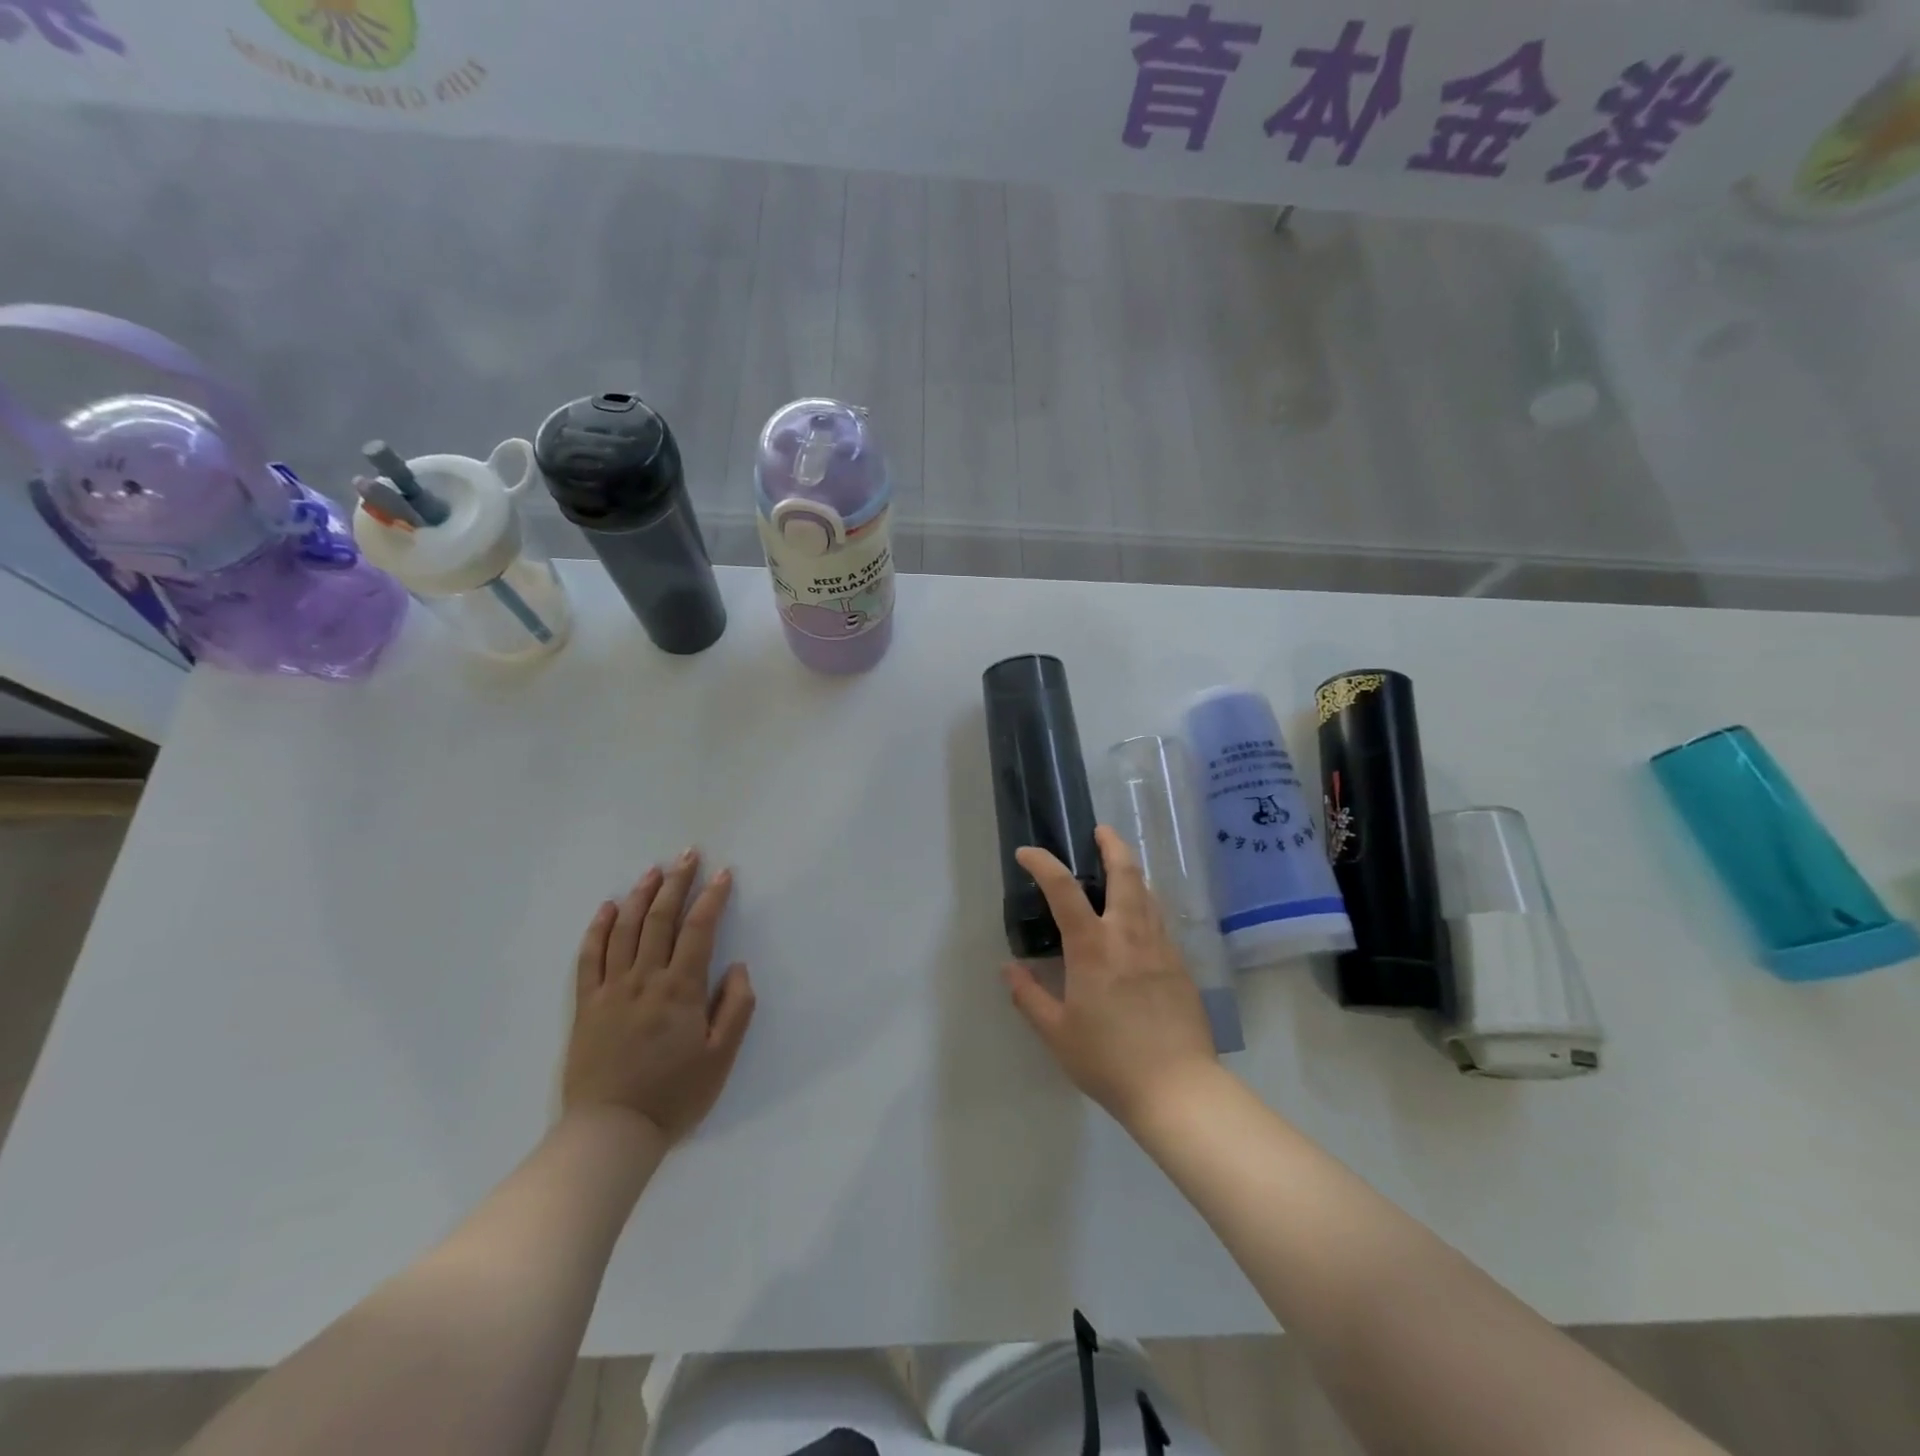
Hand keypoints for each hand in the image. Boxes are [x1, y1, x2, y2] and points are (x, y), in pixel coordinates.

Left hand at [563, 850, 756, 1144]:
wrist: (610, 1132)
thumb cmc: (674, 1096)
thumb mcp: (721, 1058)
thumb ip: (735, 1008)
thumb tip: (737, 967)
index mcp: (680, 989)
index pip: (699, 930)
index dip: (712, 898)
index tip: (723, 874)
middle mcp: (645, 979)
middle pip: (660, 919)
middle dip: (676, 883)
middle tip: (688, 855)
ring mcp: (611, 990)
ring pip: (625, 930)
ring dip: (640, 896)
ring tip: (654, 871)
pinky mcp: (586, 1005)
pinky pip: (589, 958)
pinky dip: (598, 929)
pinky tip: (607, 908)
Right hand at [1003, 826, 1218, 1127]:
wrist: (1178, 1088)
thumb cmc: (1109, 1060)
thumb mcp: (1057, 1034)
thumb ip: (1029, 997)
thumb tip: (1008, 969)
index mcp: (1093, 947)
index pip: (1063, 888)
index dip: (1042, 863)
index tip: (1026, 854)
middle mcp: (1129, 934)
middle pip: (1125, 872)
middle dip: (1111, 844)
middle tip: (1099, 831)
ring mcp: (1160, 946)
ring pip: (1148, 892)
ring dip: (1131, 871)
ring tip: (1119, 868)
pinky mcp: (1180, 964)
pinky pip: (1160, 919)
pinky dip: (1146, 903)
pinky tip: (1139, 918)